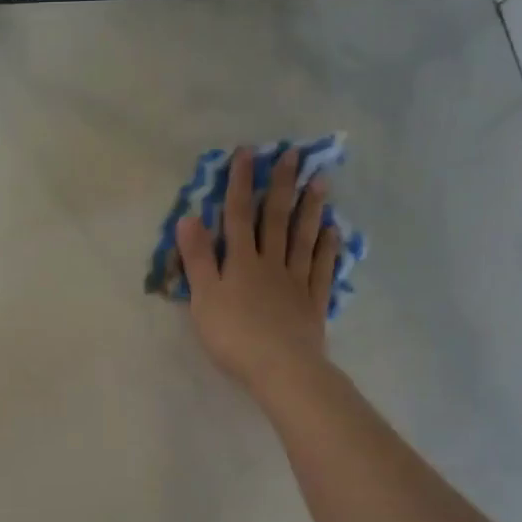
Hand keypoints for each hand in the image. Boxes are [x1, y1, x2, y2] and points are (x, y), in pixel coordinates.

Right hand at [177, 146, 342, 399]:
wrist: (280, 368)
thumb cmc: (234, 335)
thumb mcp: (204, 297)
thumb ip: (197, 258)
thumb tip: (189, 218)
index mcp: (240, 262)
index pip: (238, 215)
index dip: (241, 183)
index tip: (247, 153)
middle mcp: (270, 263)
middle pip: (275, 219)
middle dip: (281, 185)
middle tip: (294, 155)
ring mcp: (295, 281)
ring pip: (303, 238)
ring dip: (310, 208)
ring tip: (320, 181)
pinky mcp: (312, 301)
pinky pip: (321, 268)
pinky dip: (326, 247)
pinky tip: (332, 230)